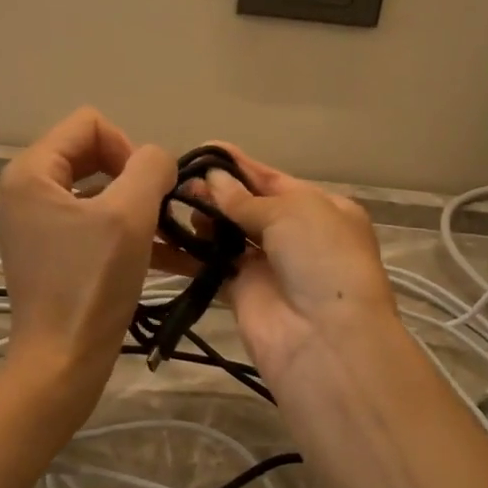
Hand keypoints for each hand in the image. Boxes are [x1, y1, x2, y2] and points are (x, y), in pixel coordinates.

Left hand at [0, 108, 175, 386]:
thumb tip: (158, 160)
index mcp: (30, 171)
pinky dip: (123, 231)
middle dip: (133, 178)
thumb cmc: (92, 284)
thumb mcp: (130, 215)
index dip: (128, 147)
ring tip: (168, 236)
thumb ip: (150, 167)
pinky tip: (164, 255)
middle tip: (157, 211)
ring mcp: (32, 223)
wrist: (62, 362)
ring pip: (96, 191)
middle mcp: (23, 190)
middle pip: (91, 154)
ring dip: (135, 207)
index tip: (147, 189)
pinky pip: (90, 223)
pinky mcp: (47, 251)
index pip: (89, 124)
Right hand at [189, 145, 399, 388]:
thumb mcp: (291, 212)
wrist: (325, 338)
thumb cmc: (320, 257)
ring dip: (201, 217)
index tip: (204, 150)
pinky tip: (162, 235)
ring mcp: (268, 264)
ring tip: (169, 202)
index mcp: (321, 208)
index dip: (240, 166)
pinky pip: (210, 264)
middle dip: (216, 191)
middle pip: (248, 206)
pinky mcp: (241, 291)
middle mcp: (296, 234)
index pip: (274, 180)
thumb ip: (245, 199)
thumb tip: (212, 181)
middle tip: (178, 180)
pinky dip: (188, 251)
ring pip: (227, 233)